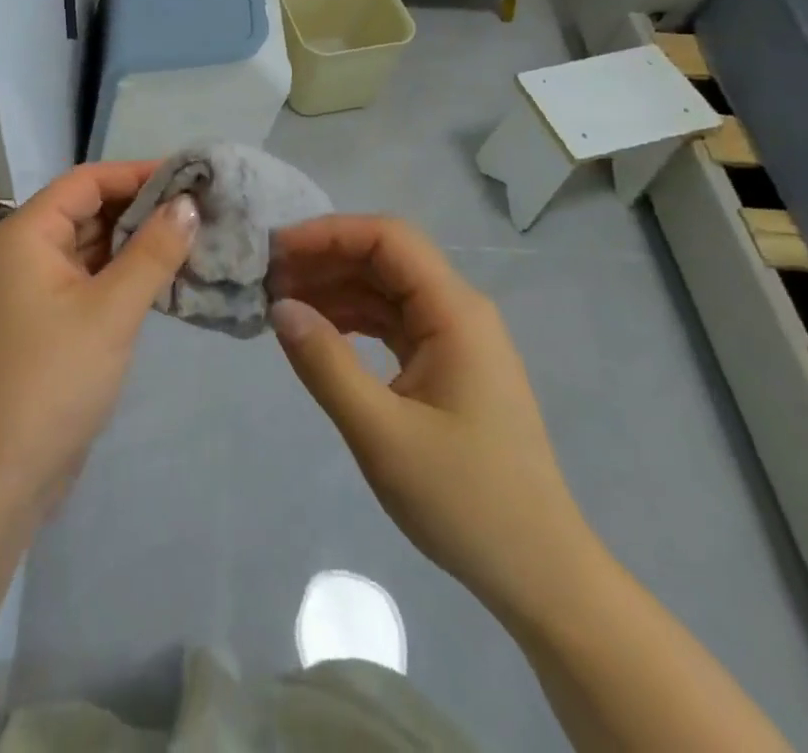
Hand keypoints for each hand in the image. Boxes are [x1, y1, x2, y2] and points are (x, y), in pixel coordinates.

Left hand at [0, 161, 197, 522]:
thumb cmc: (49, 381)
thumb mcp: (110, 312)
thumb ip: (153, 252)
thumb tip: (189, 203)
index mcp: (28, 234)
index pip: (89, 181)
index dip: (139, 174)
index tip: (192, 176)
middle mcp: (26, 252)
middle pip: (90, 211)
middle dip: (143, 209)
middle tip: (204, 209)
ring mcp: (34, 291)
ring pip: (92, 249)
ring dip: (138, 244)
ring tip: (196, 239)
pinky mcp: (47, 325)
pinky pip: (91, 283)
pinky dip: (125, 277)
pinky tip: (167, 280)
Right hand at [268, 215, 599, 625]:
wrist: (540, 574)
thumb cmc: (466, 502)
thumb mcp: (383, 435)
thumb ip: (326, 364)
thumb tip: (279, 307)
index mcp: (455, 311)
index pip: (387, 239)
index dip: (328, 233)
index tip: (276, 251)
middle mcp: (458, 310)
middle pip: (385, 258)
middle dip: (325, 260)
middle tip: (267, 280)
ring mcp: (454, 337)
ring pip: (385, 288)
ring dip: (334, 289)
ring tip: (280, 305)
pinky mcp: (446, 364)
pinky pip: (391, 321)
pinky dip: (351, 319)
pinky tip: (316, 333)